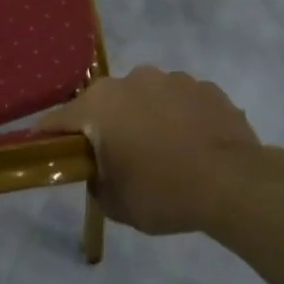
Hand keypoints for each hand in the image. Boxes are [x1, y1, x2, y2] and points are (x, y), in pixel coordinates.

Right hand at [39, 67, 279, 236]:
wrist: (236, 185)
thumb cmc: (164, 192)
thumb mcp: (115, 204)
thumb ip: (96, 182)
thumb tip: (100, 172)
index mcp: (99, 105)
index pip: (58, 120)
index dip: (49, 137)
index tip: (47, 150)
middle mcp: (131, 81)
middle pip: (104, 105)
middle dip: (105, 127)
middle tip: (116, 158)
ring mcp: (172, 79)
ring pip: (144, 98)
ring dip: (144, 118)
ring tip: (162, 151)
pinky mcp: (206, 87)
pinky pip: (179, 102)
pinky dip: (178, 118)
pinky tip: (191, 145)